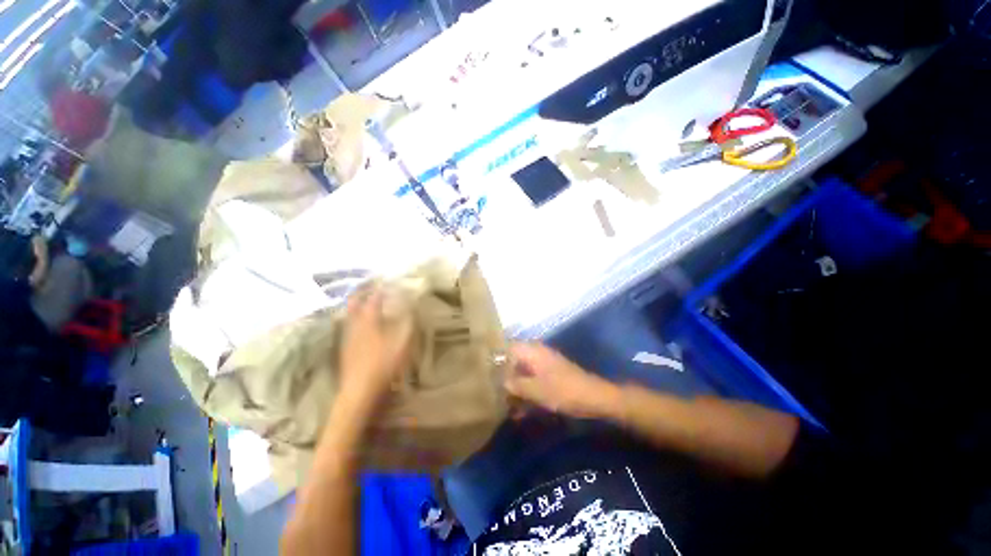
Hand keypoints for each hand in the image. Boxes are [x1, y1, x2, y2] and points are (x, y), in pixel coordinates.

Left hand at [339, 286, 414, 406]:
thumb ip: (408, 323)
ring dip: (357, 304)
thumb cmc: (384, 364)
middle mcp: (355, 324)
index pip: (374, 298)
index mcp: (369, 320)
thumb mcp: (403, 343)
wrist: (359, 390)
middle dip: (362, 292)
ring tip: (366, 300)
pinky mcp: (345, 347)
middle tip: (371, 286)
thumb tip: (411, 307)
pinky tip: (361, 323)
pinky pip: (348, 325)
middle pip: (355, 302)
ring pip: (349, 313)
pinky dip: (354, 318)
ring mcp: (347, 336)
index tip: (388, 282)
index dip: (381, 289)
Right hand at [505, 343, 620, 418]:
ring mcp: (544, 364)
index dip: (497, 359)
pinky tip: (520, 410)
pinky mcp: (551, 375)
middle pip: (514, 361)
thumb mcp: (535, 390)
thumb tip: (501, 381)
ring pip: (523, 373)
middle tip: (494, 393)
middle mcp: (536, 353)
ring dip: (515, 387)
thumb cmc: (562, 391)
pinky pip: (533, 380)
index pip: (508, 348)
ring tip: (505, 405)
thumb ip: (515, 384)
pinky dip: (526, 392)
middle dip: (504, 377)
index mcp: (532, 351)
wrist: (593, 397)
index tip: (487, 374)